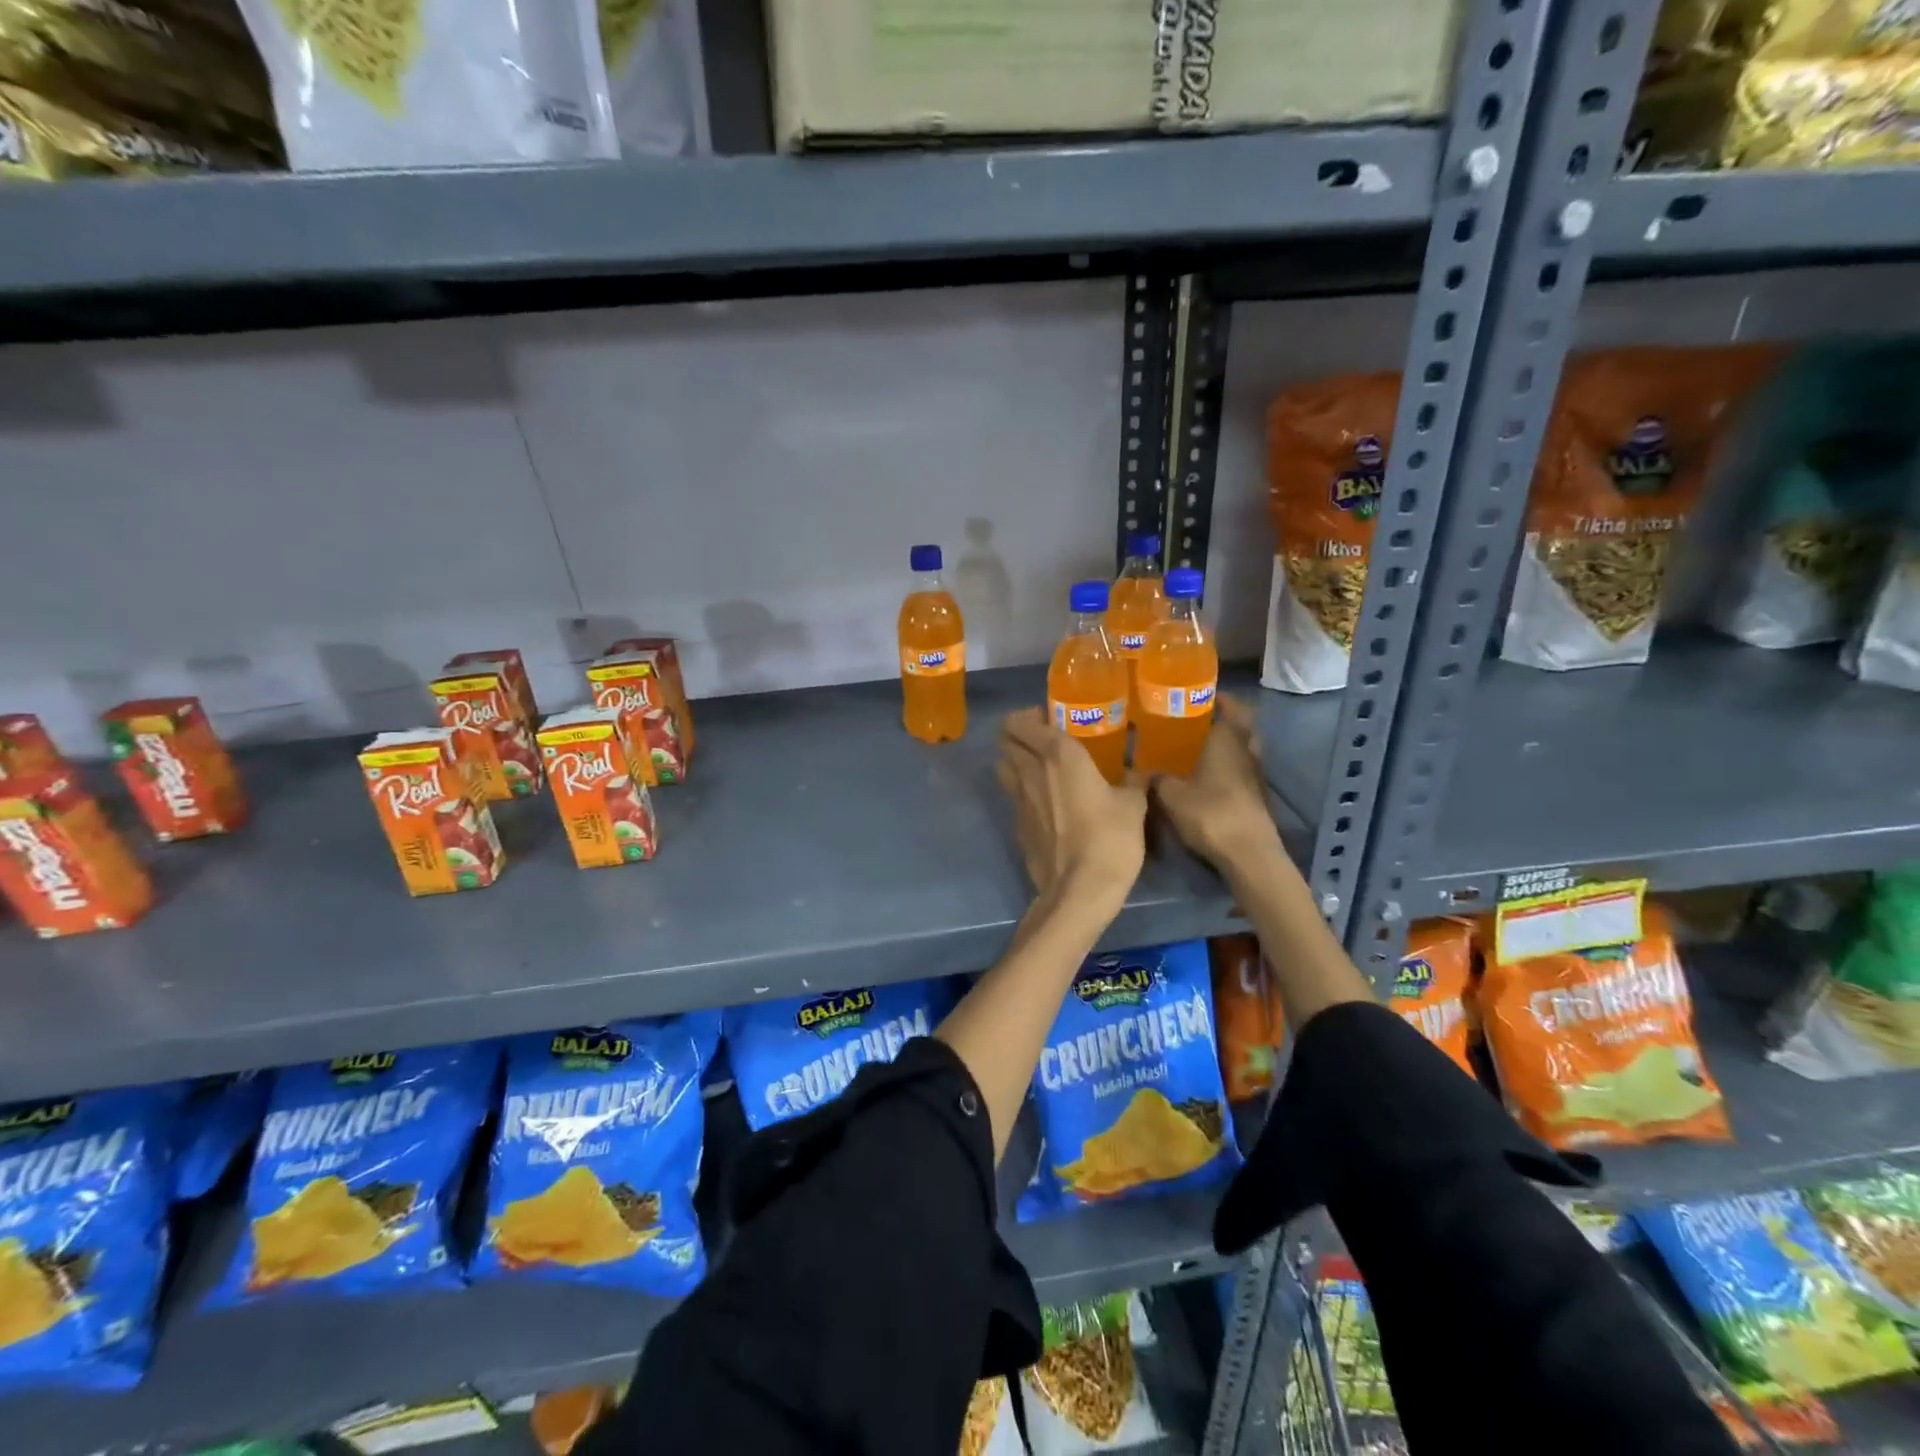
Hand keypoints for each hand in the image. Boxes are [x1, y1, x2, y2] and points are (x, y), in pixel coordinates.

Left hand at [997, 708, 1145, 907]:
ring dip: (1015, 760)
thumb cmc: (1110, 838)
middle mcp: (1030, 770)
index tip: (1050, 719)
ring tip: (1040, 768)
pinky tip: (1045, 803)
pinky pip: (1013, 797)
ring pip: (1003, 766)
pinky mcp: (1016, 826)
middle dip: (1018, 734)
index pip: (1022, 721)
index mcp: (1058, 754)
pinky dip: (1022, 792)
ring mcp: (1018, 800)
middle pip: (1005, 740)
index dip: (1029, 716)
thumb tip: (1141, 770)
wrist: (1078, 890)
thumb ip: (1134, 780)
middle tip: (1044, 740)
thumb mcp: (1133, 805)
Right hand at [1151, 696, 1285, 877]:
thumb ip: (1156, 777)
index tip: (1194, 695)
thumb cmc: (1210, 813)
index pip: (1229, 705)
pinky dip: (1227, 767)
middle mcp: (1246, 749)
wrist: (1248, 854)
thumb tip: (1141, 767)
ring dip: (1225, 745)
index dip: (1215, 697)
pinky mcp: (1257, 796)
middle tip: (1193, 721)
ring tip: (1195, 748)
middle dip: (1220, 720)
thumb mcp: (1170, 794)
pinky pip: (1241, 770)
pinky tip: (1205, 777)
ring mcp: (1255, 774)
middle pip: (1239, 725)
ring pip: (1242, 748)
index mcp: (1227, 739)